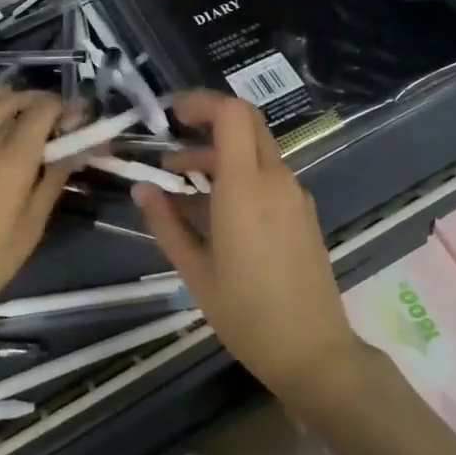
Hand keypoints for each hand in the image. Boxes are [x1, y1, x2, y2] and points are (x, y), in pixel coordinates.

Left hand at [0, 88, 74, 330]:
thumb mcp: (30, 229)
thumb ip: (53, 182)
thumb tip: (76, 150)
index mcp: (13, 161)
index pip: (44, 113)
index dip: (67, 109)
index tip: (81, 120)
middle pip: (21, 105)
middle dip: (48, 105)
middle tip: (64, 121)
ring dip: (18, 98)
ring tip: (34, 107)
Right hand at [133, 91, 362, 402]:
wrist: (313, 352)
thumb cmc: (246, 313)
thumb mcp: (195, 271)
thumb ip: (166, 223)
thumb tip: (142, 189)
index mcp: (246, 187)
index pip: (232, 114)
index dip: (201, 102)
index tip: (171, 115)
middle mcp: (276, 180)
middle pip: (247, 123)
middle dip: (208, 123)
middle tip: (172, 142)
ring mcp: (295, 196)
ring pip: (257, 151)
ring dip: (219, 155)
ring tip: (181, 184)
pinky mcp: (304, 213)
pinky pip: (269, 177)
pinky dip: (239, 175)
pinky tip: (215, 210)